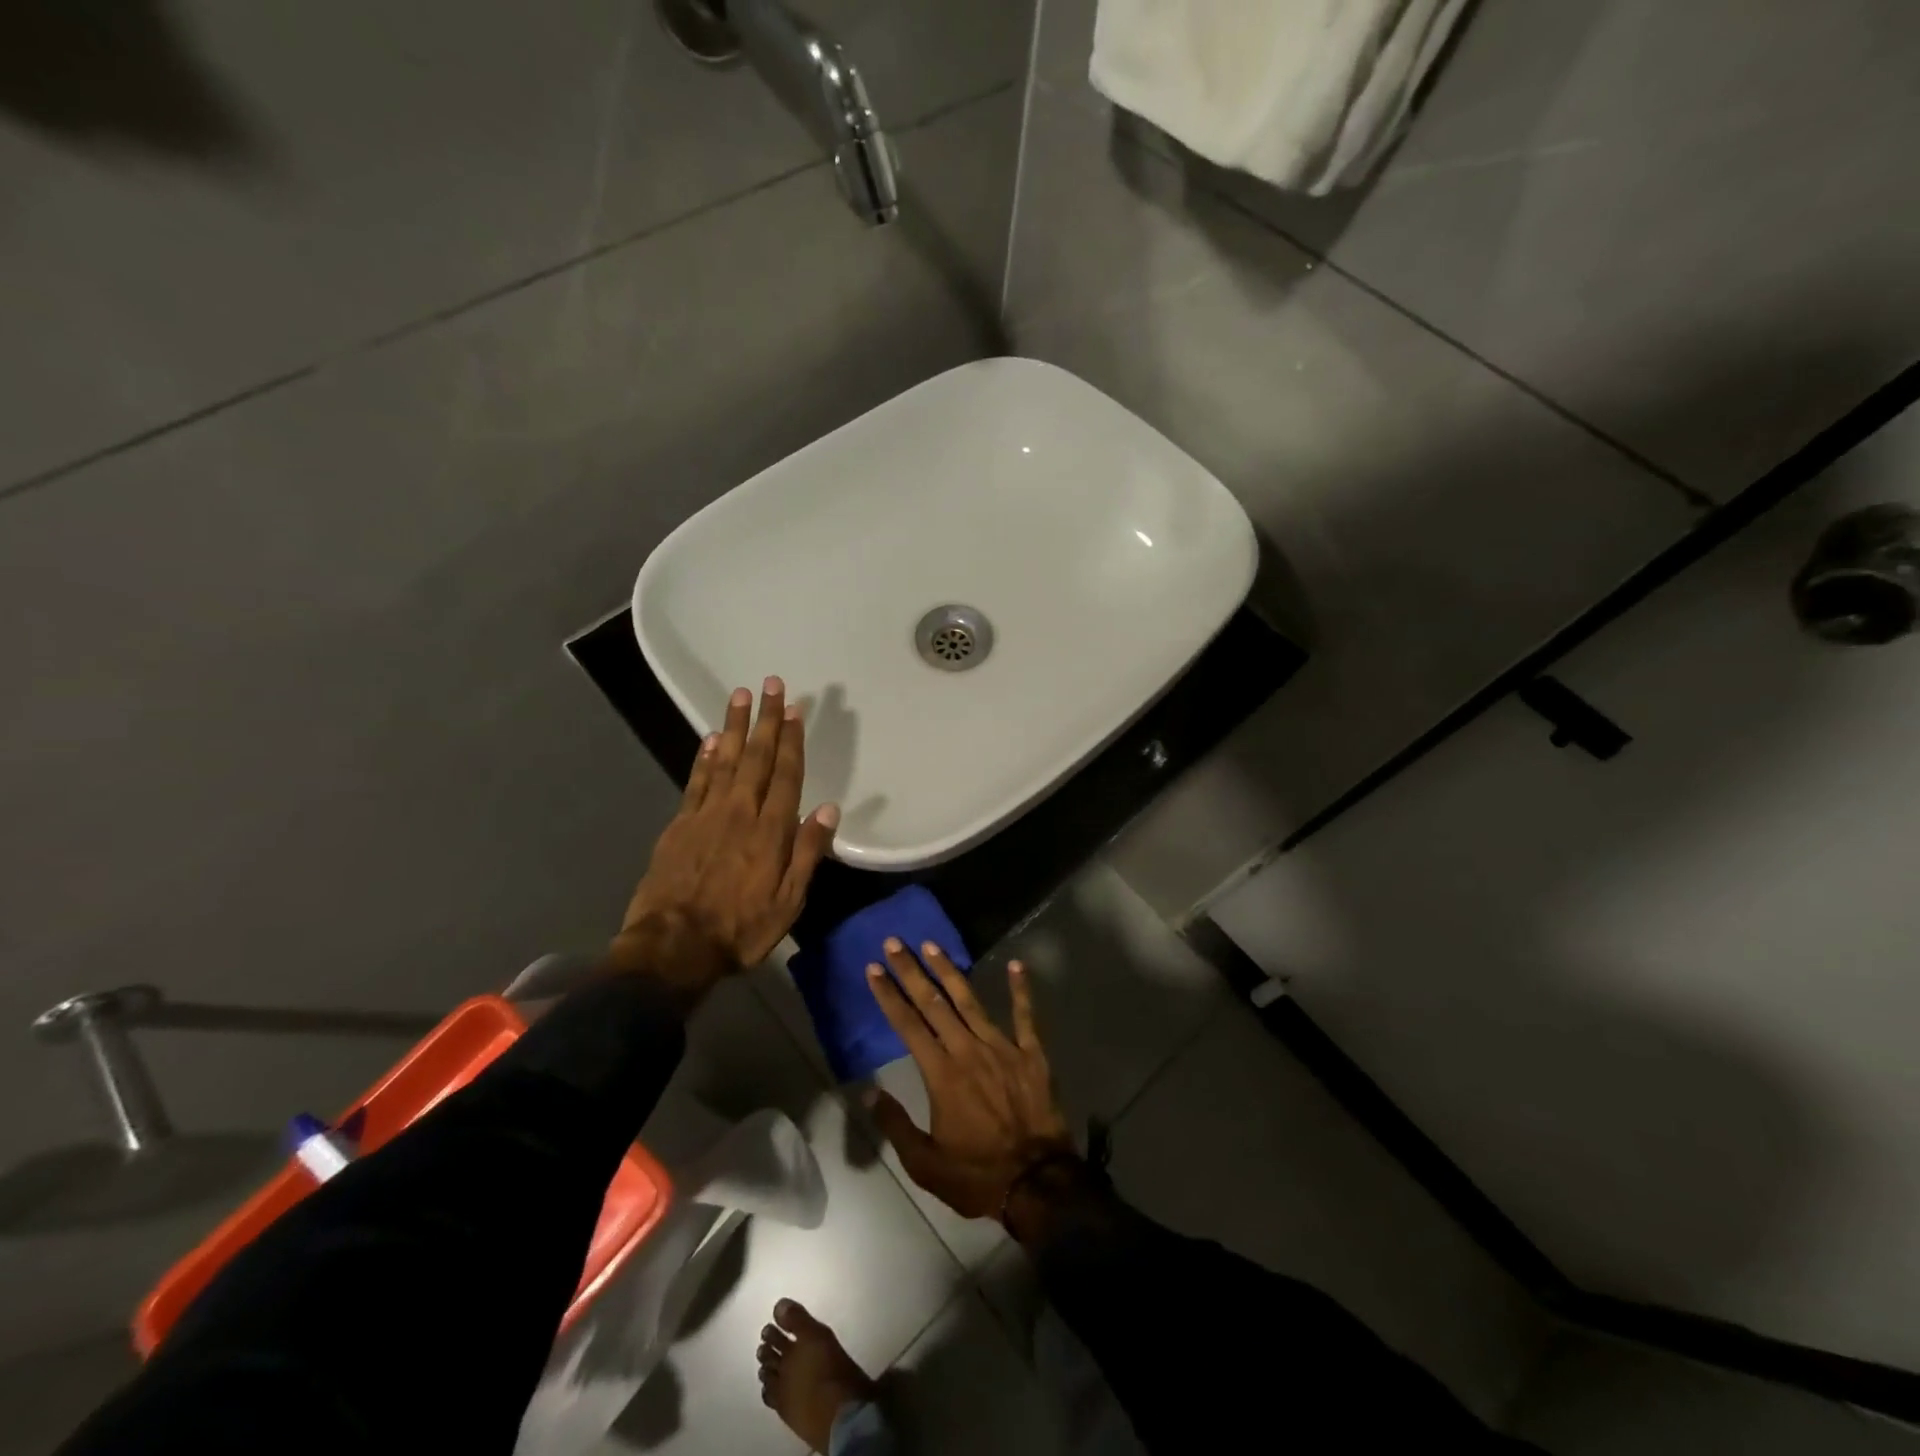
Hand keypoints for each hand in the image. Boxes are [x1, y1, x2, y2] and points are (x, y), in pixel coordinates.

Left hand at [612, 677, 838, 1000]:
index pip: (786, 775)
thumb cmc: (740, 930)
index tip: (796, 709)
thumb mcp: (789, 903)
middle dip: (766, 720)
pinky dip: (705, 757)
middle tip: (772, 684)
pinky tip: (712, 738)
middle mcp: (740, 812)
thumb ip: (808, 854)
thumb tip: (829, 811)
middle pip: (756, 757)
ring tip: (742, 695)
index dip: (792, 740)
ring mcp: (706, 815)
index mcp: (770, 832)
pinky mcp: (680, 825)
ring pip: (725, 760)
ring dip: (736, 726)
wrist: (672, 948)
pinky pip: (696, 782)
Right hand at [863, 939, 1072, 1220]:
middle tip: (896, 942)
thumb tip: (869, 1091)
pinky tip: (1017, 965)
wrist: (1037, 1182)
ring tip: (933, 945)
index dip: (889, 995)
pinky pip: (1026, 1016)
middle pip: (934, 1003)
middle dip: (912, 971)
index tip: (874, 968)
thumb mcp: (925, 1163)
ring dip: (949, 971)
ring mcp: (1002, 1047)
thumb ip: (895, 1124)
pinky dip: (1021, 989)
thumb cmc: (976, 1175)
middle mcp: (968, 1050)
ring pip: (971, 1001)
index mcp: (941, 1074)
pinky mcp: (1032, 1054)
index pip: (908, 1025)